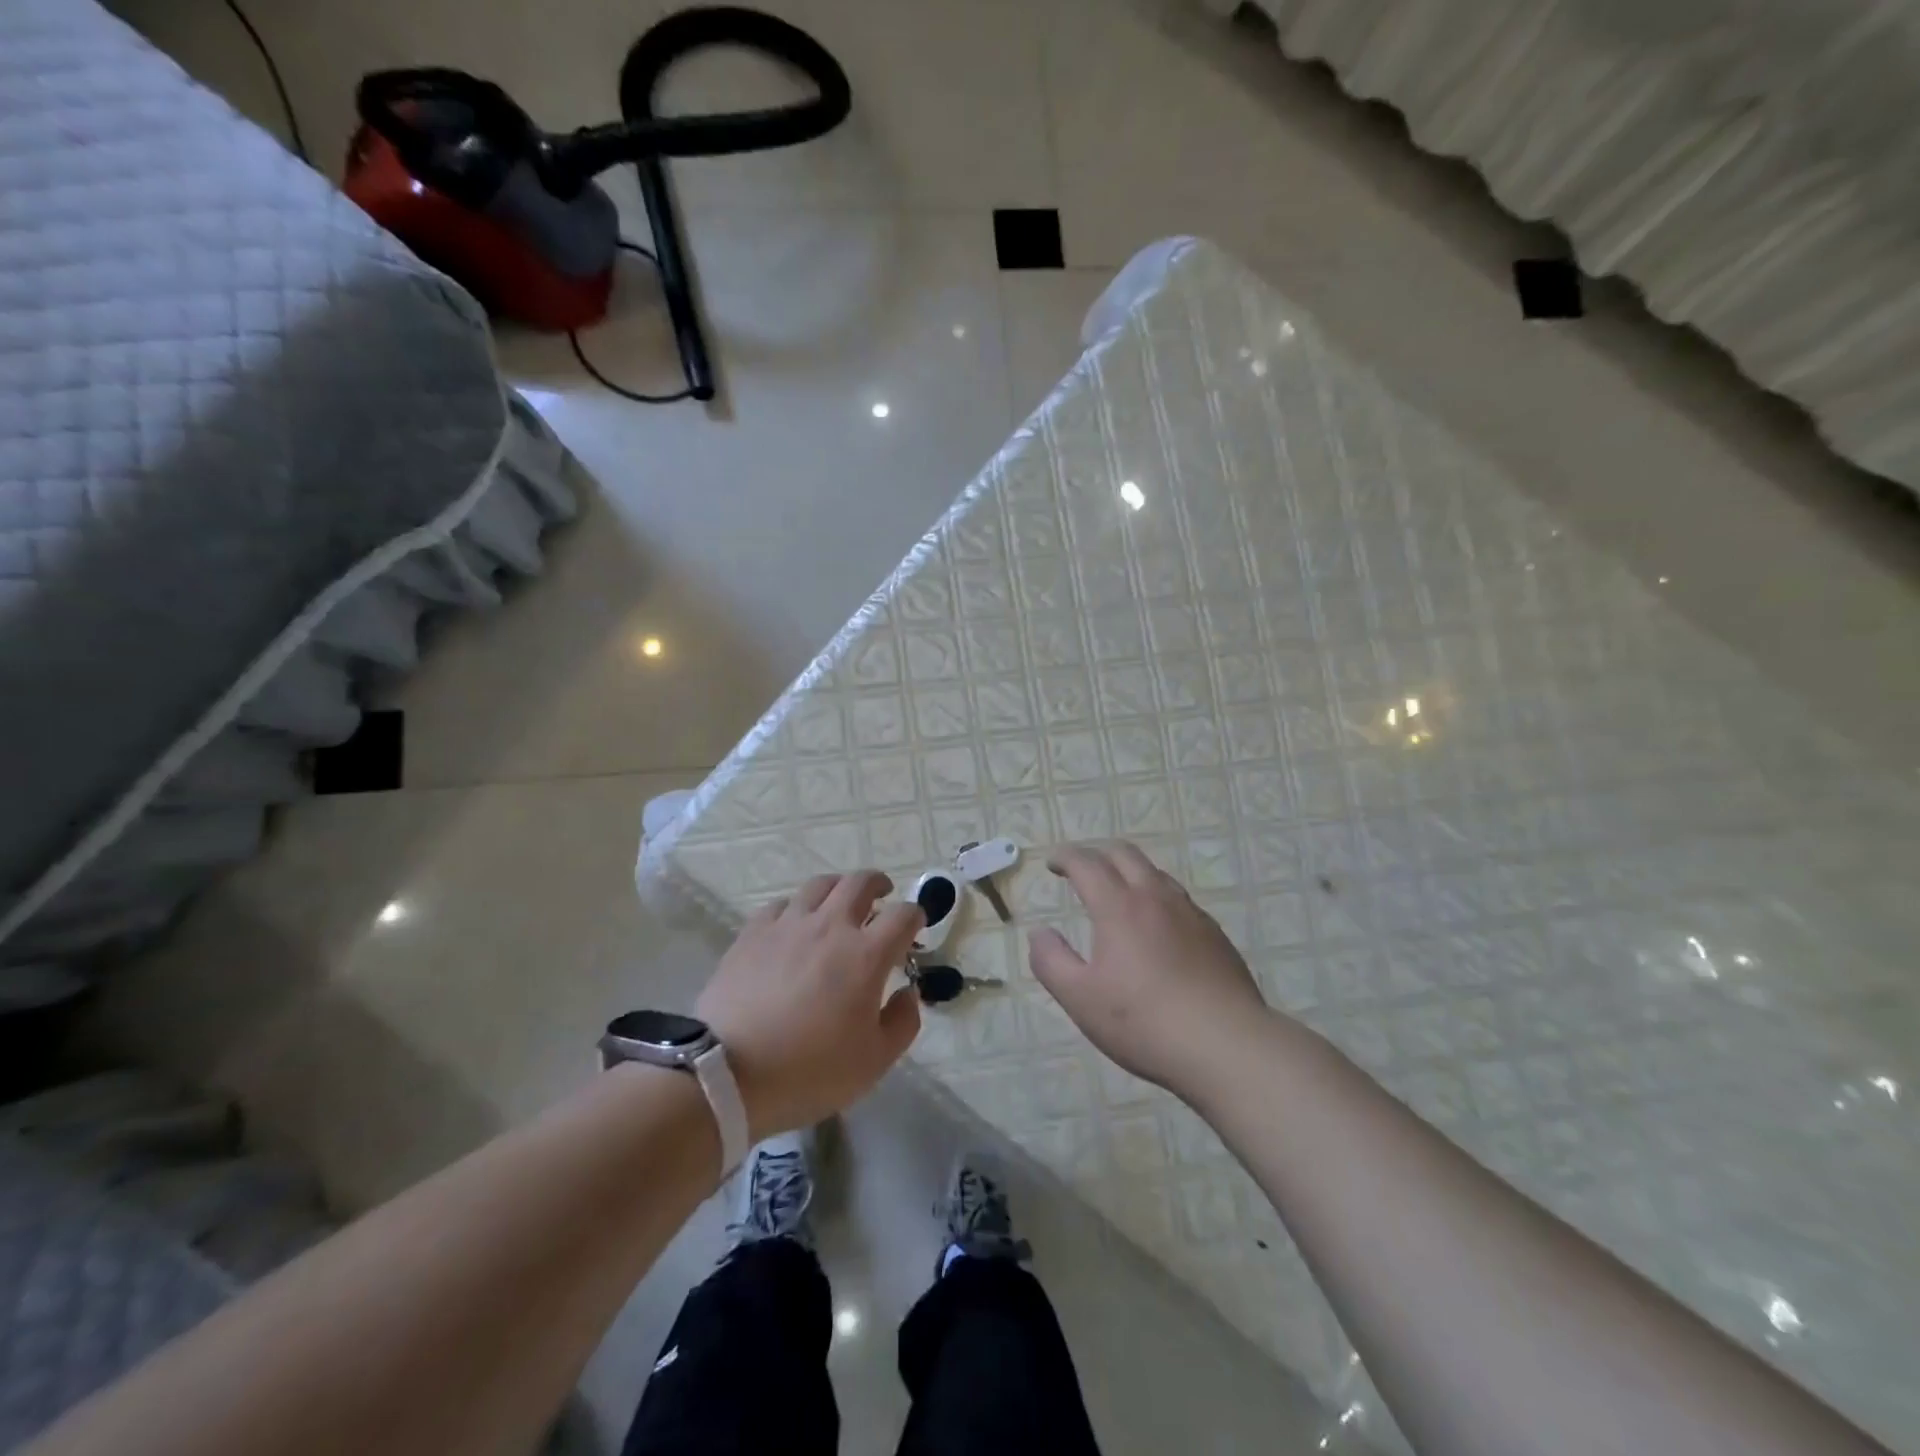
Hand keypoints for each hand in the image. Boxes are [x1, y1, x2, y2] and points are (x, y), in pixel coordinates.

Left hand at [696, 871, 922, 1139]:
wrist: (727, 1073)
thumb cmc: (808, 1071)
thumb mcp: (874, 1062)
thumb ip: (903, 1022)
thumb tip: (908, 992)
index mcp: (866, 955)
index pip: (903, 915)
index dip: (916, 916)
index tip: (915, 926)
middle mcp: (830, 926)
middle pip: (861, 883)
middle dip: (879, 885)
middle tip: (882, 896)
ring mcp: (788, 924)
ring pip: (820, 885)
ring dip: (838, 888)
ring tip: (839, 902)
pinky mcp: (753, 932)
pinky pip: (781, 904)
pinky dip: (796, 908)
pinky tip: (793, 924)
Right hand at [1028, 842, 1269, 1097]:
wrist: (1227, 1045)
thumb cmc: (1144, 1021)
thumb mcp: (1080, 998)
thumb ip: (1051, 961)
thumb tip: (1040, 933)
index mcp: (1119, 906)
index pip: (1086, 863)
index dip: (1065, 857)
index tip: (1052, 864)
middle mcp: (1155, 898)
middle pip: (1124, 854)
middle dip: (1097, 853)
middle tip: (1081, 870)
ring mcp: (1191, 914)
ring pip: (1156, 873)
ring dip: (1129, 872)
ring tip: (1117, 894)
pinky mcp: (1215, 935)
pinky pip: (1179, 900)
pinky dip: (1157, 897)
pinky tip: (1157, 928)